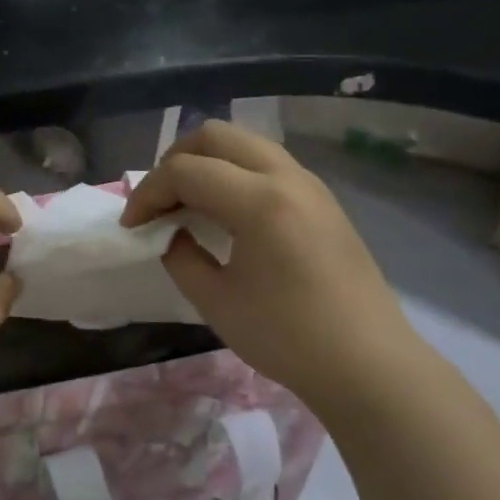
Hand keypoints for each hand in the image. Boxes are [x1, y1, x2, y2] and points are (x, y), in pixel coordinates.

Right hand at [122, 121, 413, 403]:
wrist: (367, 363)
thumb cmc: (288, 337)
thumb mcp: (216, 302)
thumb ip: (181, 257)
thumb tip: (171, 233)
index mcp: (259, 201)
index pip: (186, 171)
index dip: (148, 193)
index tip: (132, 227)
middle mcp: (287, 177)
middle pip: (216, 136)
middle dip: (174, 161)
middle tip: (158, 202)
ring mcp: (310, 184)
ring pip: (245, 143)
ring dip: (207, 163)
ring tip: (187, 203)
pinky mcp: (322, 199)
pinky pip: (267, 163)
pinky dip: (234, 173)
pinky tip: (225, 213)